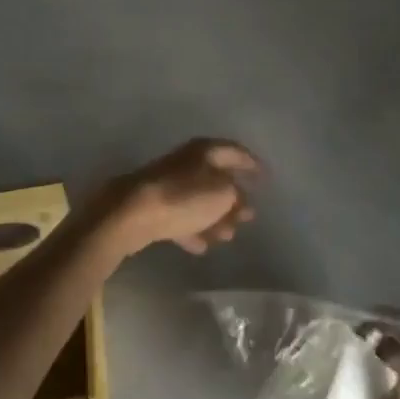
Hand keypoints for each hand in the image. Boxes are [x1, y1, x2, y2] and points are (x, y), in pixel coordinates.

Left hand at [95, 138, 260, 256]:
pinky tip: (202, 247)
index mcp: (205, 151)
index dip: (252, 163)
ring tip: (228, 236)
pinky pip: (181, 217)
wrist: (134, 213)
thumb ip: (236, 195)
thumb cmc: (185, 197)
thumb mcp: (223, 194)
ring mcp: (169, 183)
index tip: (266, 176)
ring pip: (199, 200)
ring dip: (215, 218)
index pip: (235, 151)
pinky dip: (193, 230)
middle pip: (217, 178)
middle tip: (248, 216)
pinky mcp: (155, 206)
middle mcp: (188, 162)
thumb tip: (238, 198)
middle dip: (233, 198)